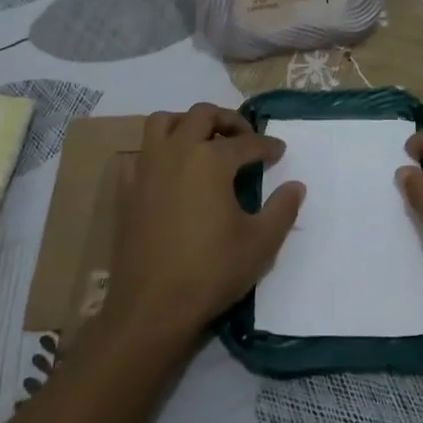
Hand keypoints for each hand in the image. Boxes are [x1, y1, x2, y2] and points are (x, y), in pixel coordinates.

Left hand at [106, 103, 303, 349]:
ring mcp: (146, 168)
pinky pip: (140, 154)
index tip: (279, 152)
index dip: (267, 146)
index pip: (247, 142)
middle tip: (244, 138)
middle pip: (203, 115)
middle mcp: (177, 151)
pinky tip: (170, 173)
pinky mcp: (126, 189)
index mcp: (211, 159)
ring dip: (187, 123)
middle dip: (228, 121)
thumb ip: (283, 209)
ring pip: (163, 122)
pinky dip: (157, 152)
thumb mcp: (261, 243)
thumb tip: (296, 186)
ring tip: (203, 142)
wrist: (151, 307)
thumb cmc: (211, 271)